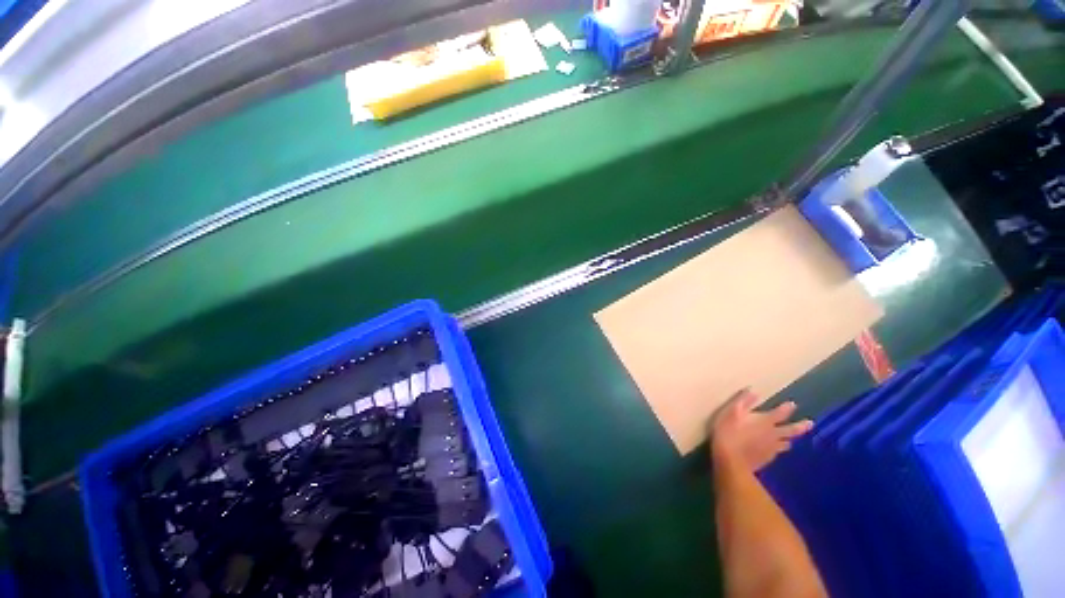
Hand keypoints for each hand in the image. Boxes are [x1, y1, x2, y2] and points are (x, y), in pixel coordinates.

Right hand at [710, 389, 813, 471]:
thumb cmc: (729, 432)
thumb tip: (753, 390)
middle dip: (801, 426)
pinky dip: (778, 449)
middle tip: (811, 423)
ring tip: (792, 440)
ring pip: (786, 443)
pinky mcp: (767, 459)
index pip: (780, 413)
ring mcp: (771, 449)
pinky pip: (777, 452)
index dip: (786, 408)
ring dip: (790, 439)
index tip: (793, 404)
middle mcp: (773, 435)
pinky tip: (776, 450)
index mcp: (765, 422)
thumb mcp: (732, 412)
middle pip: (791, 430)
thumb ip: (743, 401)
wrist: (730, 460)